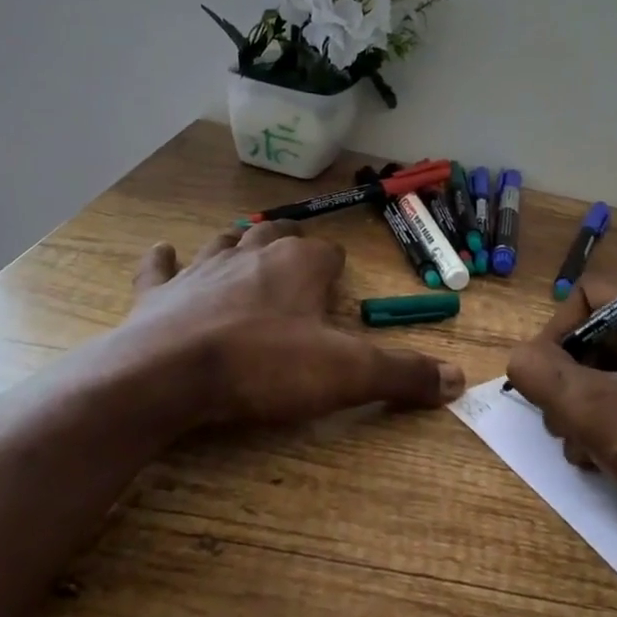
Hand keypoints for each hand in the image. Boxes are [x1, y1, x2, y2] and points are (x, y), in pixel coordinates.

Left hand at [124, 220, 464, 426]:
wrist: (170, 374)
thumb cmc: (265, 366)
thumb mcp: (347, 374)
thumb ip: (403, 374)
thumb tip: (458, 380)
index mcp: (299, 265)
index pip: (329, 253)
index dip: (337, 268)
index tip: (340, 285)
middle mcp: (251, 255)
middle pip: (277, 237)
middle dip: (291, 245)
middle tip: (298, 261)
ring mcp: (200, 270)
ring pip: (224, 243)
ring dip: (236, 245)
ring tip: (244, 250)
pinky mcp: (158, 294)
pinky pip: (160, 267)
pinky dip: (163, 261)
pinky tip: (163, 252)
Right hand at [504, 276, 616, 580]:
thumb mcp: (600, 414)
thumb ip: (544, 376)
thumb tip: (520, 359)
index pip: (591, 291)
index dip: (556, 333)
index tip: (545, 383)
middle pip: (605, 330)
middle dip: (571, 379)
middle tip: (560, 427)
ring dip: (591, 404)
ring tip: (583, 453)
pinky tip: (609, 460)